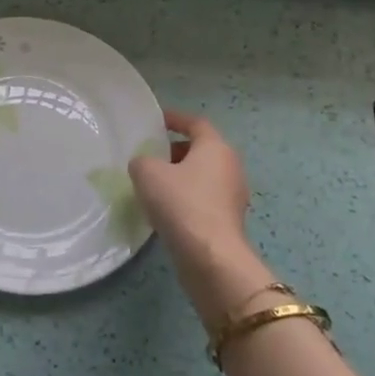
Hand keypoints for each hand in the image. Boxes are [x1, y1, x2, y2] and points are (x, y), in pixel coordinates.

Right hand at [130, 109, 273, 320]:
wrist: (210, 256)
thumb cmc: (181, 203)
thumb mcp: (147, 173)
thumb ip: (142, 161)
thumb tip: (145, 166)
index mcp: (215, 147)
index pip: (195, 123)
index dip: (175, 119)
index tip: (156, 121)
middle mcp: (230, 167)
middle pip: (201, 150)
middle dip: (176, 150)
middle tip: (151, 156)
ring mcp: (233, 196)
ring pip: (203, 177)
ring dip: (180, 177)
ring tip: (153, 184)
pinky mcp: (228, 221)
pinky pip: (204, 199)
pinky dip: (186, 198)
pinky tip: (165, 210)